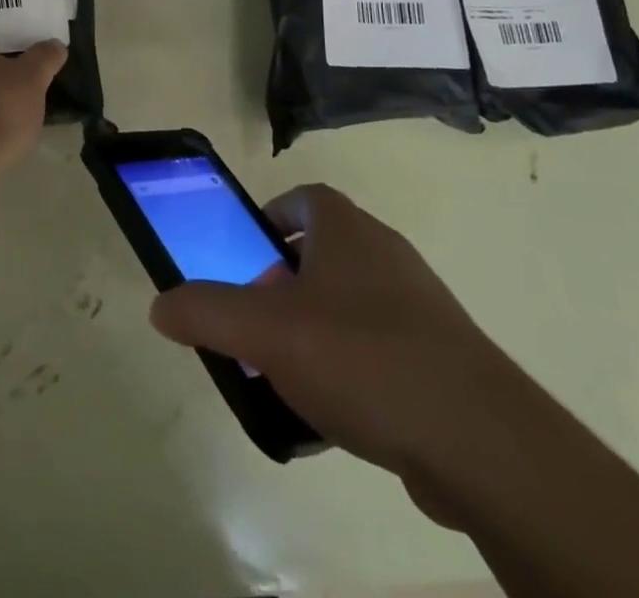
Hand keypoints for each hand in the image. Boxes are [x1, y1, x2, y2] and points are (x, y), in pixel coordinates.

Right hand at [149, 184, 520, 522]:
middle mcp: (384, 252)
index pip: (302, 199)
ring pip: (348, 303)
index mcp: (346, 229)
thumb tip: (160, 304)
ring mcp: (417, 303)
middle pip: (320, 254)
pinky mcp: (440, 355)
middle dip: (281, 286)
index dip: (268, 222)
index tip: (244, 261)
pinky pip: (378, 347)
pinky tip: (334, 416)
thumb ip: (207, 312)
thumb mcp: (266, 331)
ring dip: (313, 330)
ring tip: (287, 376)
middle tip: (256, 327)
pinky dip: (350, 368)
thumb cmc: (362, 357)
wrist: (478, 438)